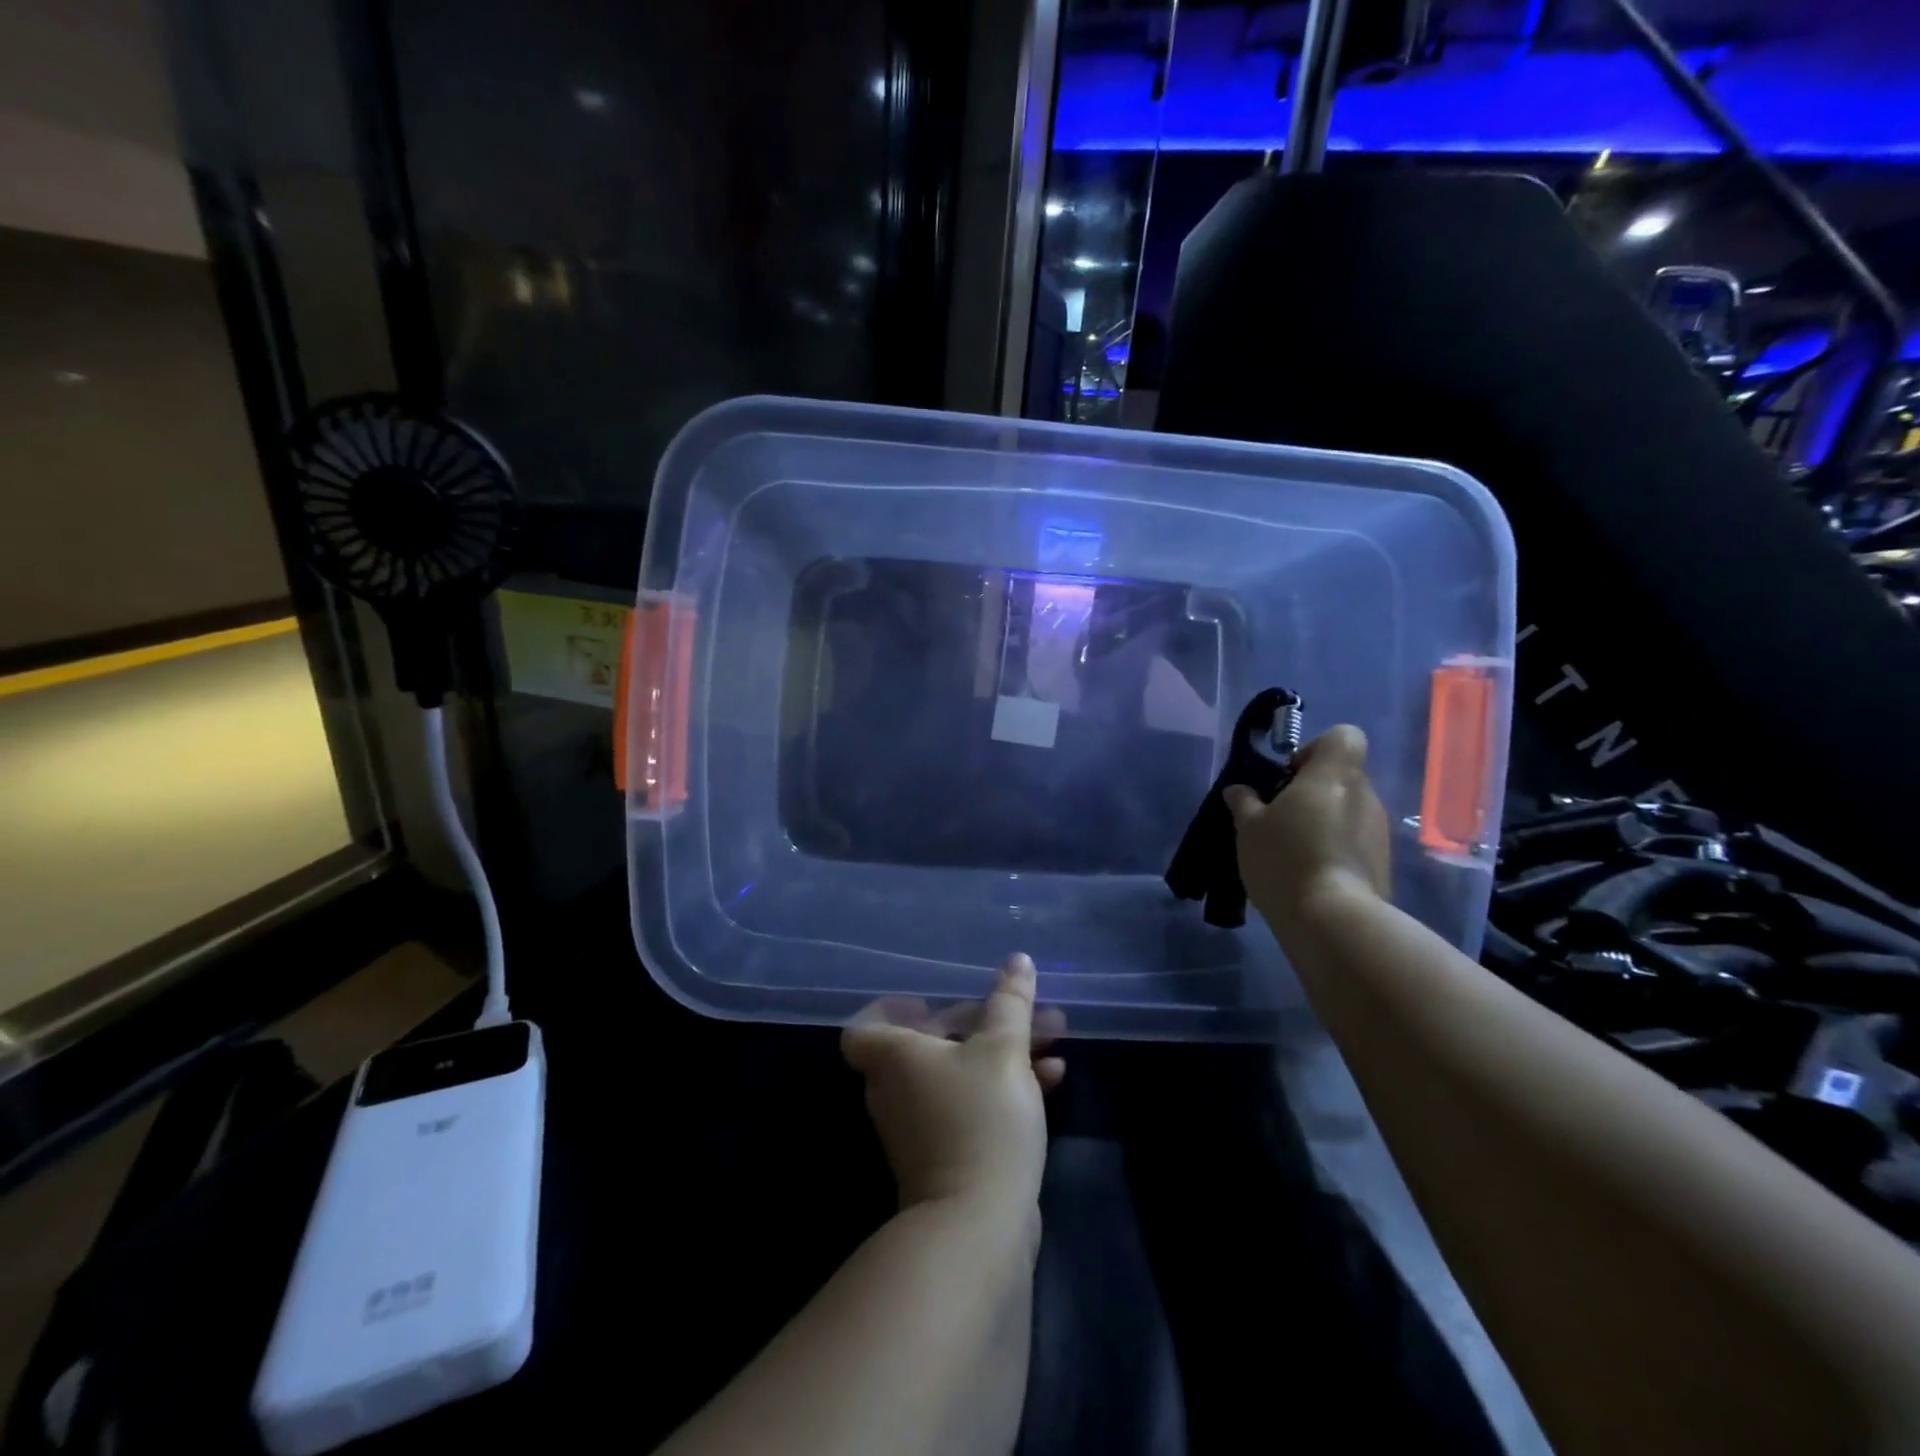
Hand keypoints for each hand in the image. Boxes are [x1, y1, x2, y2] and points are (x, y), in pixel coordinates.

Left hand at [842, 955, 1064, 1212]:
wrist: (978, 1226)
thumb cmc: (981, 1119)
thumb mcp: (1004, 1049)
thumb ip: (1010, 1002)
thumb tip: (1018, 960)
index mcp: (894, 1057)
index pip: (864, 1026)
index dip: (891, 1009)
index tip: (930, 1002)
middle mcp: (896, 1090)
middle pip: (929, 1043)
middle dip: (983, 1022)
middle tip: (1025, 1011)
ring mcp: (919, 1128)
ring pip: (958, 1073)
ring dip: (1003, 1053)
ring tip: (1053, 1039)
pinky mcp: (946, 1157)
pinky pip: (970, 1105)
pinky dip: (1003, 1088)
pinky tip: (1054, 1079)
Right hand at [1223, 724, 1390, 932]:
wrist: (1334, 921)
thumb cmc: (1286, 859)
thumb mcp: (1249, 828)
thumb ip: (1245, 803)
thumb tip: (1239, 790)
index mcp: (1334, 775)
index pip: (1343, 736)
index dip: (1314, 749)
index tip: (1287, 777)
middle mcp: (1365, 796)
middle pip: (1341, 777)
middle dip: (1312, 792)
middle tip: (1278, 818)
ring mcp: (1379, 832)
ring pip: (1348, 811)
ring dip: (1323, 822)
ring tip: (1291, 851)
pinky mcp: (1383, 865)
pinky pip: (1354, 843)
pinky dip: (1334, 850)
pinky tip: (1308, 874)